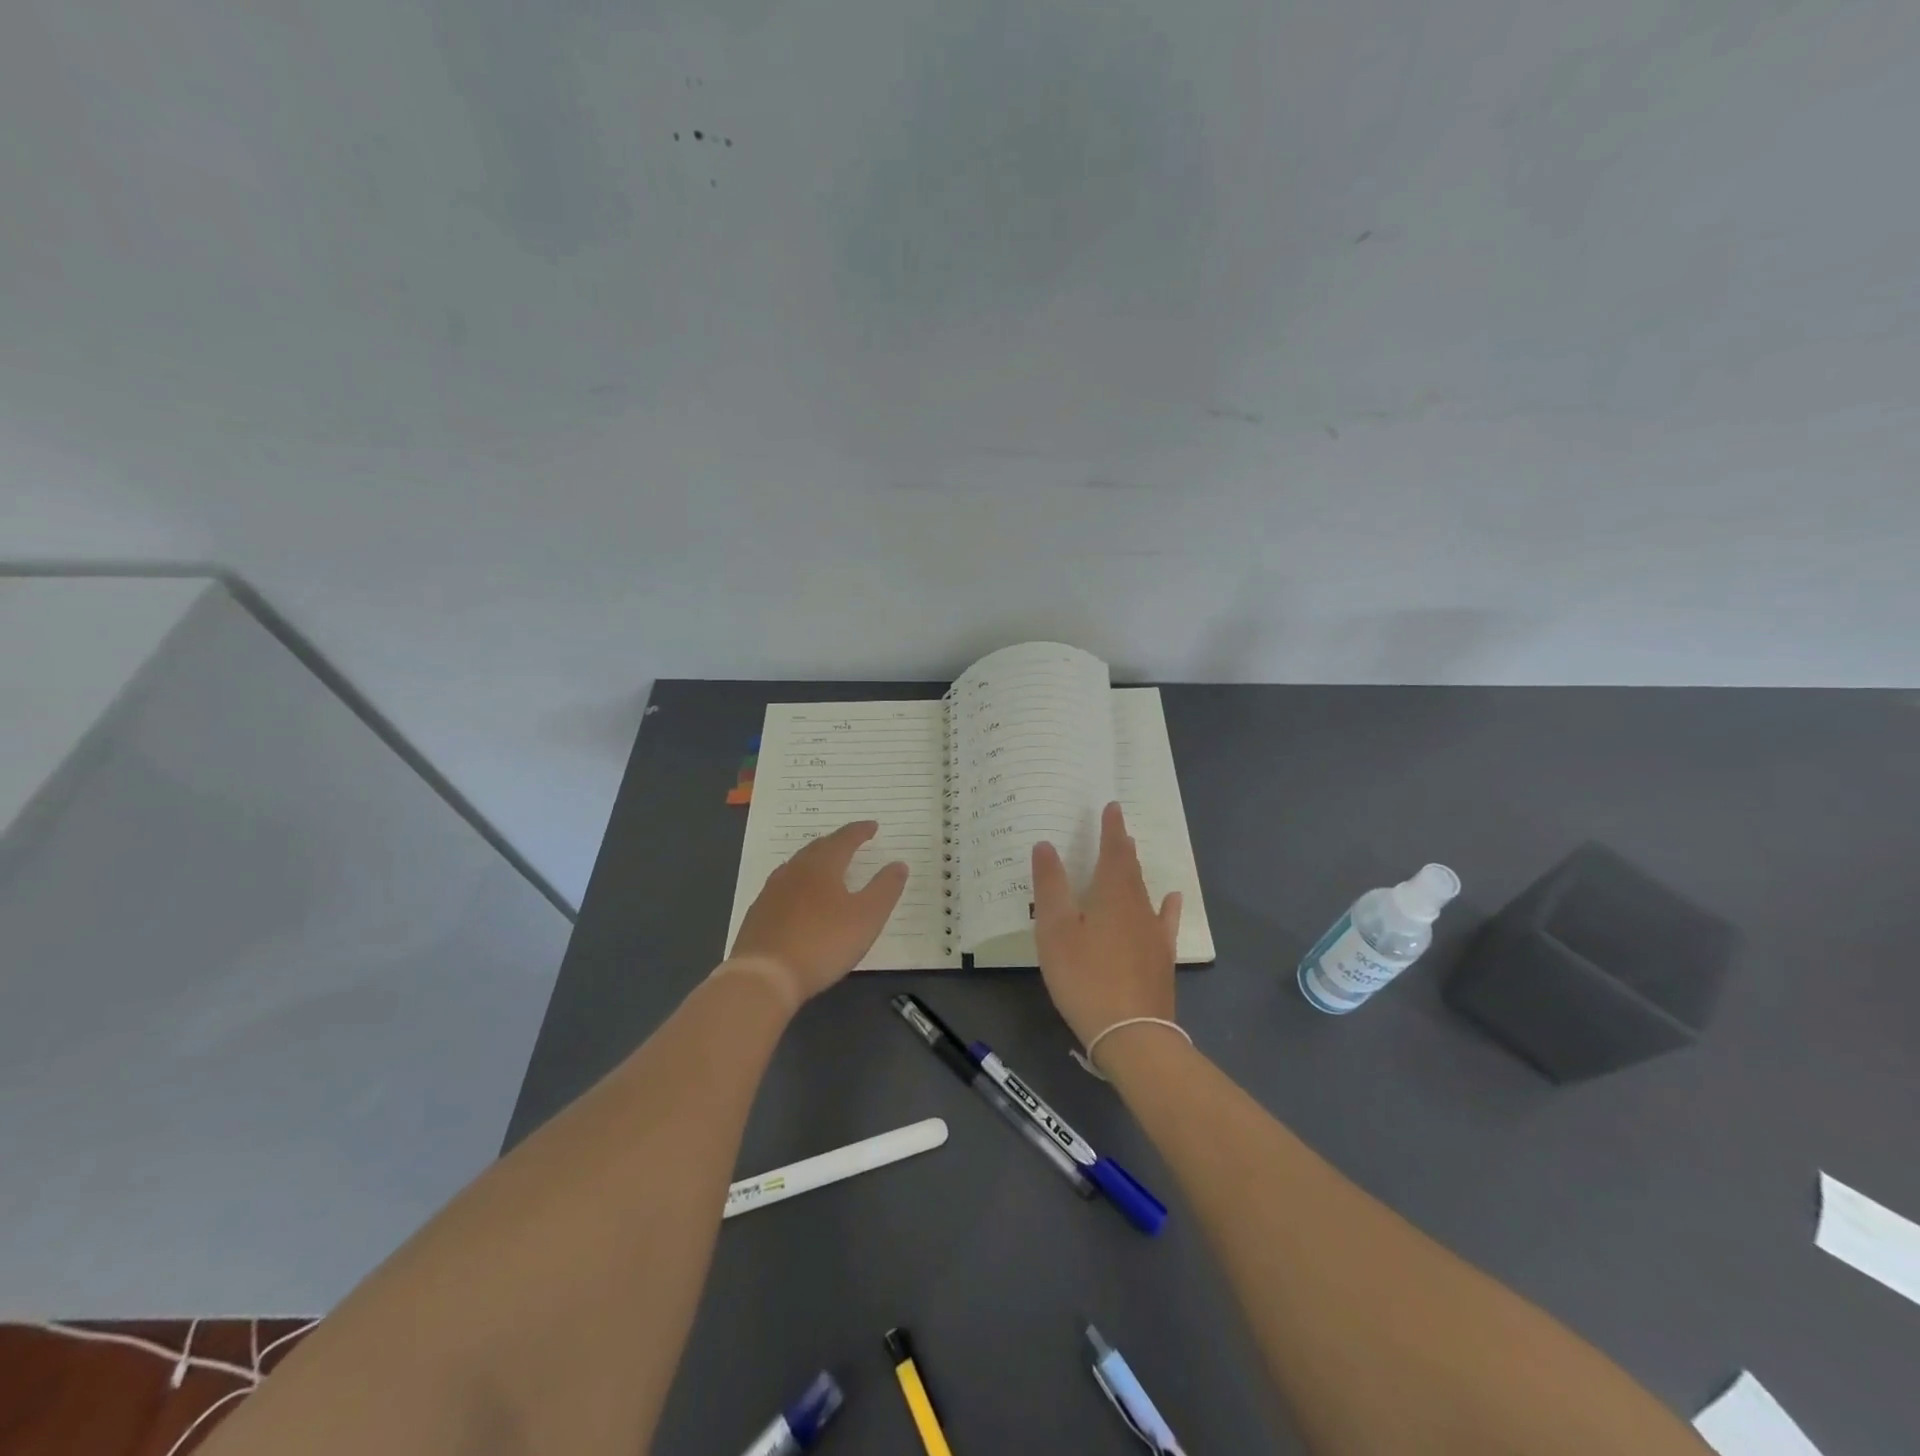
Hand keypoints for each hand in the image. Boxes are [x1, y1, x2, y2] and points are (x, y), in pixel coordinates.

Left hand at [728, 820, 907, 1007]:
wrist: (764, 977)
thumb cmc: (823, 943)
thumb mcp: (867, 917)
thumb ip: (885, 888)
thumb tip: (898, 864)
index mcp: (822, 866)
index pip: (844, 839)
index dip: (860, 831)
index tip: (873, 827)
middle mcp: (794, 870)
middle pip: (818, 848)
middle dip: (836, 843)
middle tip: (851, 842)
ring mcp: (772, 891)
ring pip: (797, 866)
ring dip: (815, 861)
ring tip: (827, 867)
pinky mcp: (758, 914)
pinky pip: (783, 887)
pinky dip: (799, 884)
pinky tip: (800, 899)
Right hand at [1032, 801, 1182, 1047]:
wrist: (1131, 1032)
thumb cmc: (1085, 976)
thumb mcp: (1055, 930)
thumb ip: (1050, 886)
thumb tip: (1046, 845)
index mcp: (1111, 894)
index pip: (1113, 851)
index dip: (1111, 829)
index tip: (1112, 807)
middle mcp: (1138, 905)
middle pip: (1130, 869)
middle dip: (1122, 846)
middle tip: (1117, 828)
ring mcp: (1153, 932)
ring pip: (1144, 891)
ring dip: (1136, 871)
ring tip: (1131, 855)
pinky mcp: (1161, 957)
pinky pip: (1164, 921)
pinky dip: (1166, 906)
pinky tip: (1171, 899)